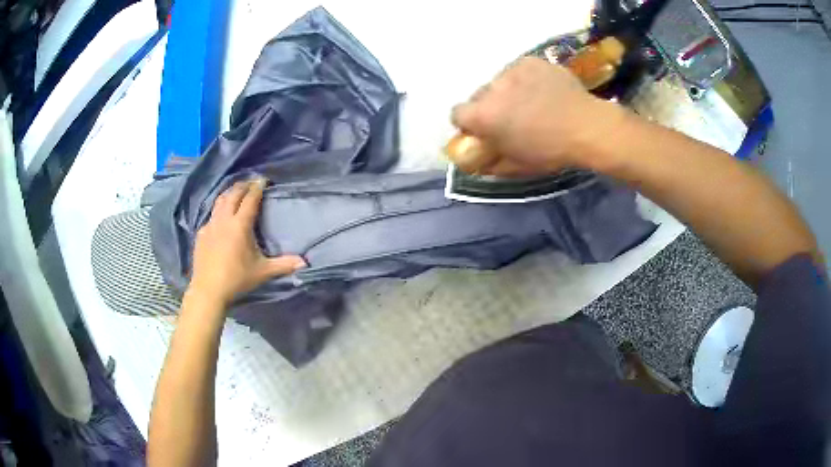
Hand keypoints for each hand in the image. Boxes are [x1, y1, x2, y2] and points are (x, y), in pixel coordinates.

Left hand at [187, 179, 305, 307]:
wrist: (208, 290)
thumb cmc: (237, 279)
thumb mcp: (263, 272)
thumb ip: (283, 265)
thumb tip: (304, 262)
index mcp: (240, 225)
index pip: (250, 199)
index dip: (257, 187)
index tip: (263, 179)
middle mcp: (224, 220)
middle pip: (233, 194)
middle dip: (243, 185)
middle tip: (251, 182)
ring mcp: (210, 225)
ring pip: (220, 201)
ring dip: (229, 193)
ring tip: (236, 191)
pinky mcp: (201, 234)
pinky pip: (211, 215)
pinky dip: (219, 209)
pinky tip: (221, 216)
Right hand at [451, 57, 626, 176]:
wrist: (588, 127)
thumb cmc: (551, 151)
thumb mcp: (517, 166)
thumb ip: (489, 163)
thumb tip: (475, 161)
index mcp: (483, 115)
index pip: (457, 113)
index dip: (469, 123)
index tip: (485, 130)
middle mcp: (491, 88)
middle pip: (479, 95)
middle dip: (490, 106)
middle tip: (513, 117)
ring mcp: (511, 71)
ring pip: (499, 82)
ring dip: (508, 91)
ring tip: (532, 102)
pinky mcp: (529, 61)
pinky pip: (518, 70)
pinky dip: (524, 80)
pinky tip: (542, 90)